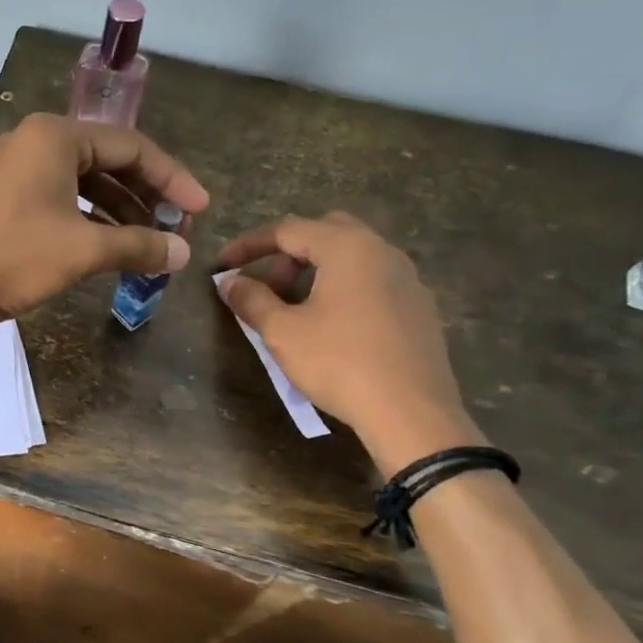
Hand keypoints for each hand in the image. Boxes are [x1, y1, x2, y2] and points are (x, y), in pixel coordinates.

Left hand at [0, 114, 208, 330]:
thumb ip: (138, 246)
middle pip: (107, 161)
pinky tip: (105, 248)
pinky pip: (57, 201)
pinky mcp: (1, 201)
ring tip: (146, 243)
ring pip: (81, 184)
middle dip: (144, 195)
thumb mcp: (83, 251)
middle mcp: (33, 143)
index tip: (200, 210)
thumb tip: (183, 253)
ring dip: (117, 212)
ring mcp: (12, 172)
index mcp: (55, 137)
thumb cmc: (13, 258)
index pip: (132, 146)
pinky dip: (86, 221)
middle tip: (175, 227)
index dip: (172, 179)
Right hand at [216, 213, 480, 471]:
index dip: (249, 245)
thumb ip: (251, 300)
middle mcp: (382, 251)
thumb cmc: (339, 363)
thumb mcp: (282, 332)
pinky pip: (373, 281)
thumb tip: (229, 282)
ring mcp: (407, 278)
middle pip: (325, 233)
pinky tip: (332, 326)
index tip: (223, 267)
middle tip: (266, 287)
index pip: (288, 230)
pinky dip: (343, 288)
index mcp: (348, 247)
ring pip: (353, 257)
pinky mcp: (419, 307)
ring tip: (295, 309)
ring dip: (316, 271)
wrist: (410, 411)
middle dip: (287, 254)